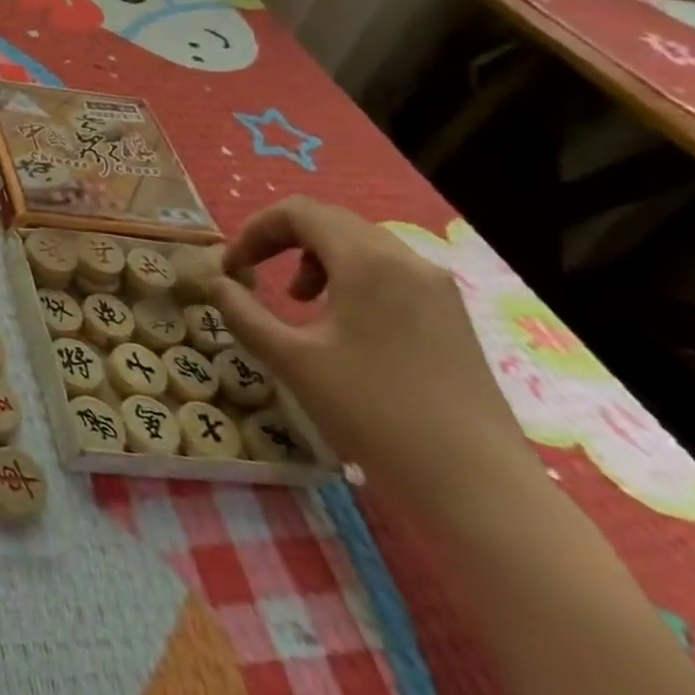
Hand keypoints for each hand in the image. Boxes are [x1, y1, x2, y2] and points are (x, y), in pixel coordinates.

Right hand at [209, 197, 545, 524]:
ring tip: (298, 303)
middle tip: (253, 275)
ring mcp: (436, 288)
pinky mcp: (451, 316)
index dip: (255, 231)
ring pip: (362, 246)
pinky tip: (342, 325)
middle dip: (282, 241)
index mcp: (367, 261)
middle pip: (332, 222)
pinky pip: (389, 273)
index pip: (300, 212)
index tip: (231, 267)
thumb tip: (218, 284)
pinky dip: (350, 279)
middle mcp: (407, 260)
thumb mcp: (291, 360)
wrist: (475, 482)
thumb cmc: (372, 411)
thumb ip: (244, 314)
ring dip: (315, 260)